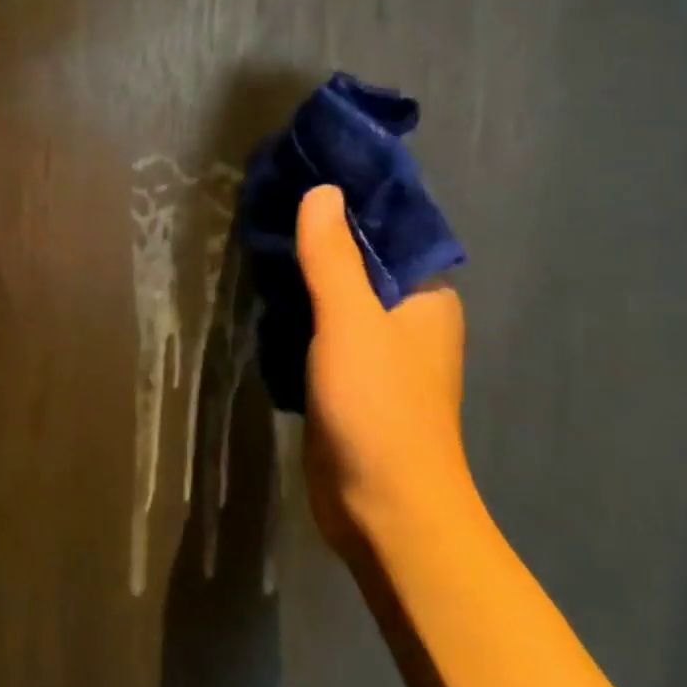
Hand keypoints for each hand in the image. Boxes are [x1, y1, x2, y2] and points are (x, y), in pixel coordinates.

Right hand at [296, 185, 468, 554]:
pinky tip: (266, 298)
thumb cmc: (379, 406)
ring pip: (339, 302)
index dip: (351, 205)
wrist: (384, 508)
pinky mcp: (350, 383)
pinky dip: (299, 315)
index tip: (305, 179)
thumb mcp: (351, 320)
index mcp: (427, 298)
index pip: (390, 234)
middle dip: (320, 241)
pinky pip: (322, 334)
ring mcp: (378, 356)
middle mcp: (409, 322)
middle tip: (269, 210)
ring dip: (306, 279)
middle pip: (361, 266)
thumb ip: (333, 256)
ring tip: (259, 244)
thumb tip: (323, 190)